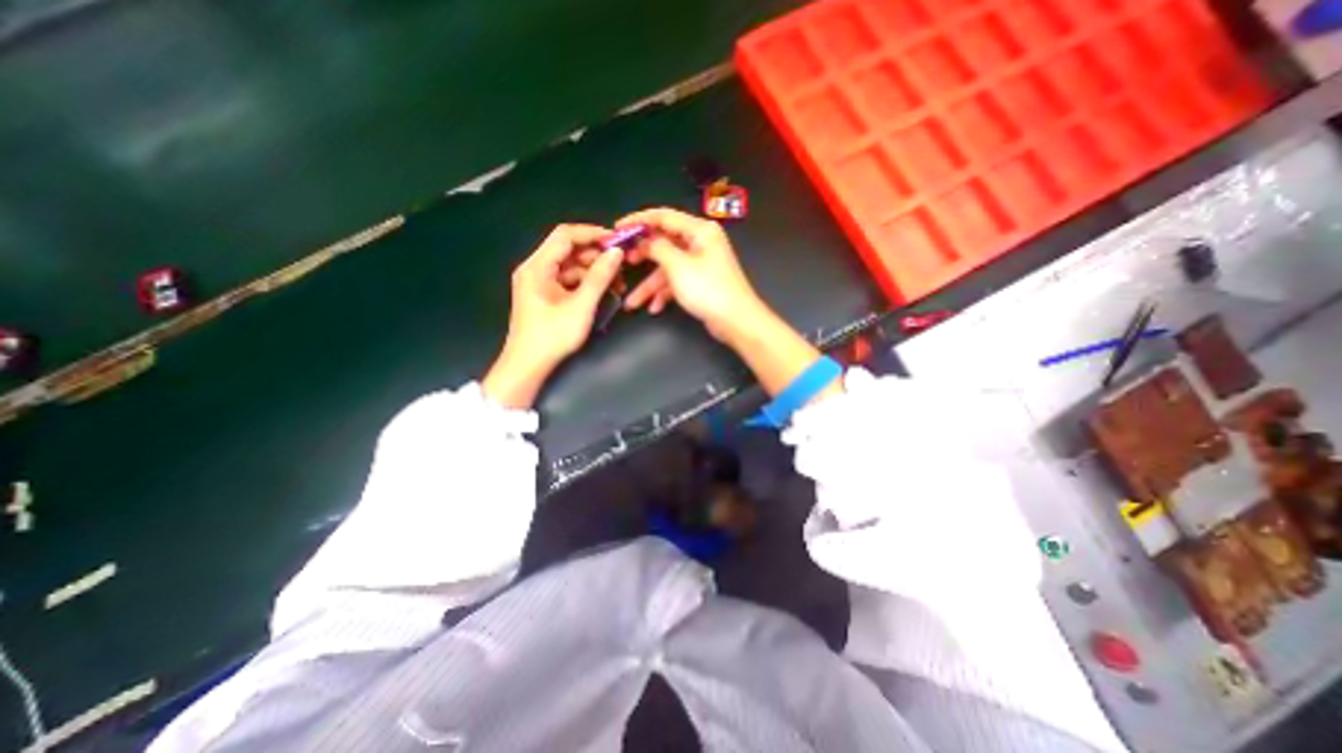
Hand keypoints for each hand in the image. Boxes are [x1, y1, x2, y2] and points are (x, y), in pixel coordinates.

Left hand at [483, 224, 623, 407]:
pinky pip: (567, 280)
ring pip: (570, 266)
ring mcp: (538, 282)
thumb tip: (616, 252)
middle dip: (595, 255)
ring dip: (593, 271)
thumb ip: (599, 277)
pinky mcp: (544, 295)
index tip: (617, 241)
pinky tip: (603, 292)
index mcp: (537, 266)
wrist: (528, 366)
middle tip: (620, 265)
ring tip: (617, 283)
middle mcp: (535, 268)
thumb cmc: (553, 335)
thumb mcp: (581, 306)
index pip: (565, 235)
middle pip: (567, 250)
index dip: (592, 234)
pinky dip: (585, 283)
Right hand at [620, 205, 835, 403]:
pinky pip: (677, 281)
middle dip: (643, 256)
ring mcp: (700, 263)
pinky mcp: (700, 281)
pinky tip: (654, 308)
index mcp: (699, 230)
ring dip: (650, 285)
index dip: (638, 221)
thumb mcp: (678, 266)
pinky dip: (665, 293)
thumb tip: (644, 240)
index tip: (617, 228)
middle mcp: (700, 242)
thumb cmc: (708, 289)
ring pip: (668, 268)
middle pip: (664, 243)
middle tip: (623, 262)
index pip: (663, 217)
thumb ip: (657, 248)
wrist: (736, 321)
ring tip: (632, 302)